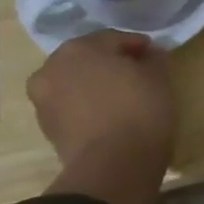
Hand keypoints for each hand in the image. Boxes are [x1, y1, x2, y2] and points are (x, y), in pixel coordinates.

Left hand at [28, 31, 174, 203]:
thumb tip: (149, 55)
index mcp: (78, 48)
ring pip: (76, 83)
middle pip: (88, 59)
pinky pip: (71, 107)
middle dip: (111, 64)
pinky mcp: (46, 128)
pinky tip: (110, 115)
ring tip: (123, 97)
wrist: (113, 166)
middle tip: (138, 74)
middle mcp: (52, 68)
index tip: (155, 56)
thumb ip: (154, 59)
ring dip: (96, 85)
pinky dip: (88, 106)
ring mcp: (43, 100)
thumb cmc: (139, 109)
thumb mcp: (159, 76)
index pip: (113, 38)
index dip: (137, 46)